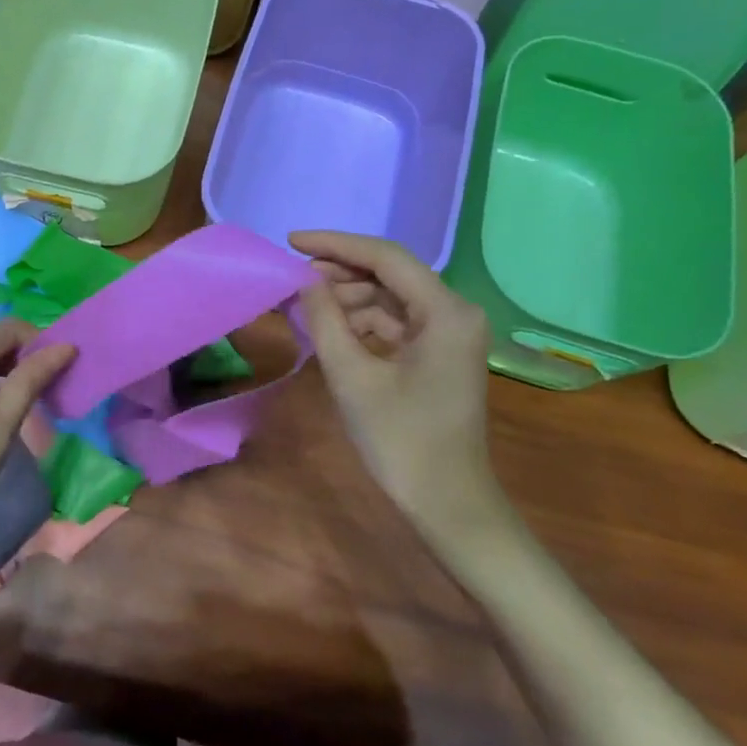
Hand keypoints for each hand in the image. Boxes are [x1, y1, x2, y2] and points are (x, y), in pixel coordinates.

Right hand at [291, 231, 509, 546]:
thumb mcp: (352, 376)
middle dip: (340, 272)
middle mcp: (455, 312)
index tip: (291, 242)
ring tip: (304, 305)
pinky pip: (397, 322)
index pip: (385, 257)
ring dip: (349, 298)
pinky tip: (331, 327)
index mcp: (445, 311)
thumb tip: (305, 280)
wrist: (448, 503)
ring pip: (391, 297)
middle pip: (390, 273)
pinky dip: (363, 321)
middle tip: (293, 277)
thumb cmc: (401, 441)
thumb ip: (325, 319)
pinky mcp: (440, 353)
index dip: (335, 245)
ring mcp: (450, 333)